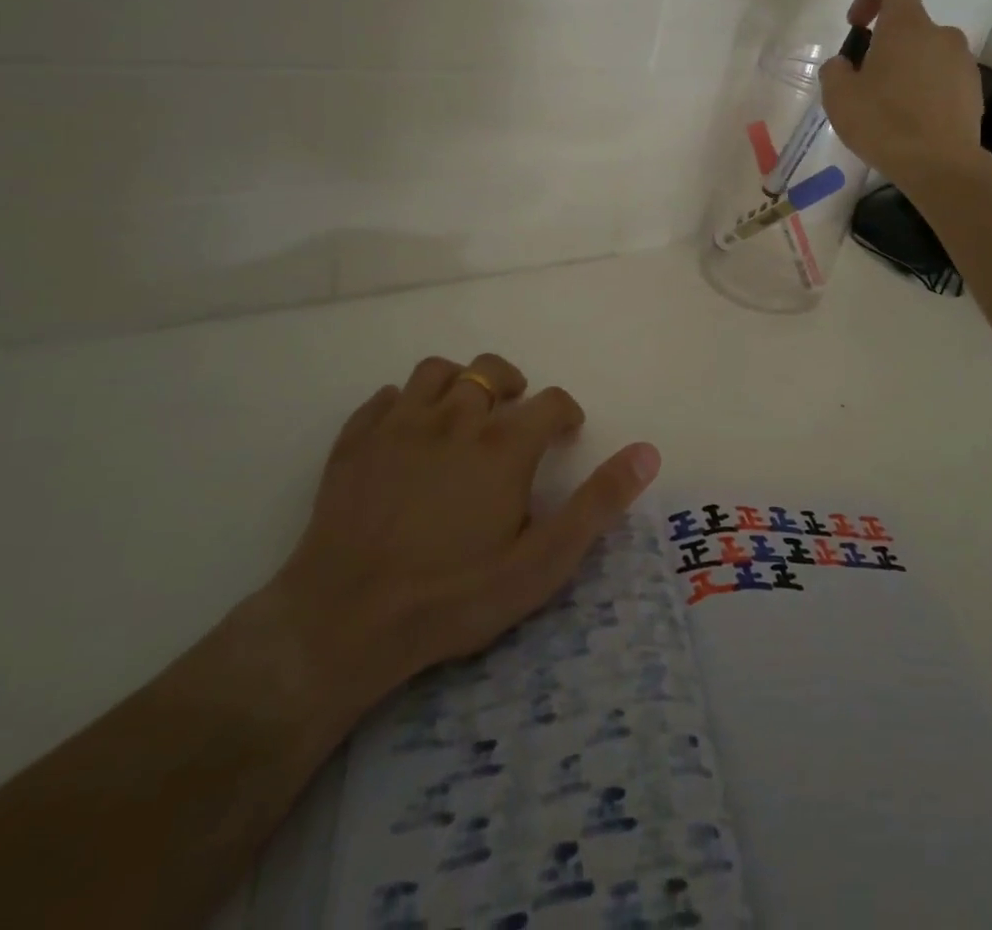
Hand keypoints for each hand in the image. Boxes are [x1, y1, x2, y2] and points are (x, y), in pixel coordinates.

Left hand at [268, 353, 659, 712]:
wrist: (344, 620)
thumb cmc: (453, 595)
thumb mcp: (541, 563)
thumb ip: (597, 503)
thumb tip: (648, 452)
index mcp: (503, 444)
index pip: (550, 401)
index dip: (566, 412)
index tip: (567, 433)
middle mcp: (454, 417)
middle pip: (492, 371)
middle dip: (513, 385)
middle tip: (515, 418)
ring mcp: (400, 424)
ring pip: (437, 371)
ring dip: (459, 383)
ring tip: (463, 414)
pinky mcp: (356, 440)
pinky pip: (386, 397)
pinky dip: (406, 403)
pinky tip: (408, 432)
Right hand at [820, 0, 984, 185]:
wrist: (940, 166)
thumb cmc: (884, 124)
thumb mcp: (838, 98)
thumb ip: (835, 71)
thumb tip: (844, 65)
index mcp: (907, 25)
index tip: (859, 25)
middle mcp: (941, 34)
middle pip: (909, 24)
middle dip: (885, 46)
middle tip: (865, 84)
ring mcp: (962, 62)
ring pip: (926, 54)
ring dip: (906, 70)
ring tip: (888, 109)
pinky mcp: (973, 90)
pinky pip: (942, 79)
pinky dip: (925, 91)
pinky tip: (910, 124)